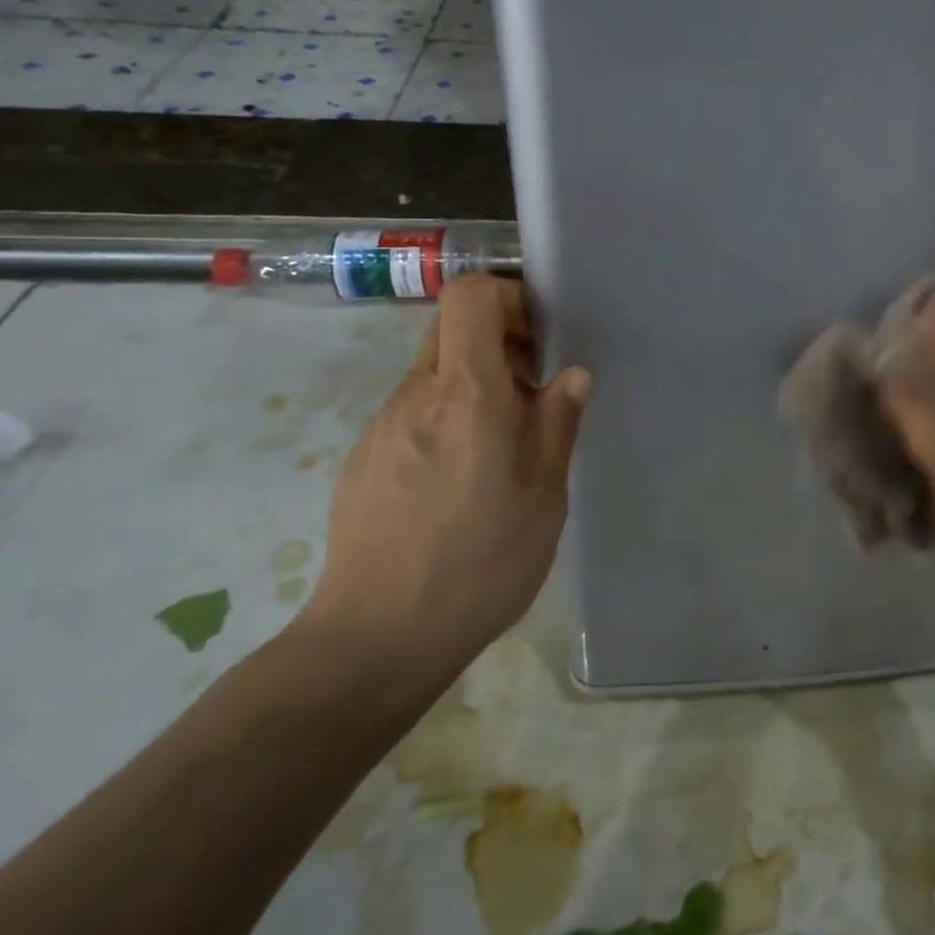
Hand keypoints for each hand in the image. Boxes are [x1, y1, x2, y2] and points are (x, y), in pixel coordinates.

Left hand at [300, 275, 589, 705]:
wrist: (377, 638)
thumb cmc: (480, 561)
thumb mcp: (544, 494)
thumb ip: (557, 422)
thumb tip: (571, 374)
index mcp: (466, 394)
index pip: (470, 296)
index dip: (508, 296)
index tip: (539, 336)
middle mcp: (416, 395)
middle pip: (450, 328)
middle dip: (497, 340)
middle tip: (532, 390)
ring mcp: (381, 426)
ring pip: (432, 373)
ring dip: (473, 384)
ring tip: (502, 444)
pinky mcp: (363, 458)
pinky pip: (412, 413)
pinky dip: (444, 418)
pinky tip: (460, 479)